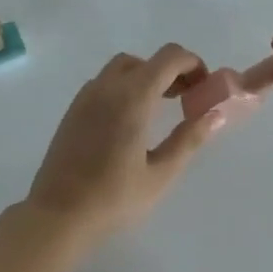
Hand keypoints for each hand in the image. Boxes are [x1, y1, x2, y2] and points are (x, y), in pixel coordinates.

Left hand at [24, 44, 223, 242]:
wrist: (58, 214)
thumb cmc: (113, 198)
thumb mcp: (160, 174)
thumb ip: (189, 139)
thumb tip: (214, 114)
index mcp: (132, 96)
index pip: (169, 57)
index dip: (192, 64)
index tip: (204, 87)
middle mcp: (107, 86)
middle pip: (145, 60)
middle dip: (170, 71)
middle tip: (186, 99)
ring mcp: (86, 95)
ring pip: (122, 68)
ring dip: (146, 77)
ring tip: (160, 109)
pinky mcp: (74, 108)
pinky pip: (105, 83)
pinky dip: (125, 87)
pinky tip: (131, 120)